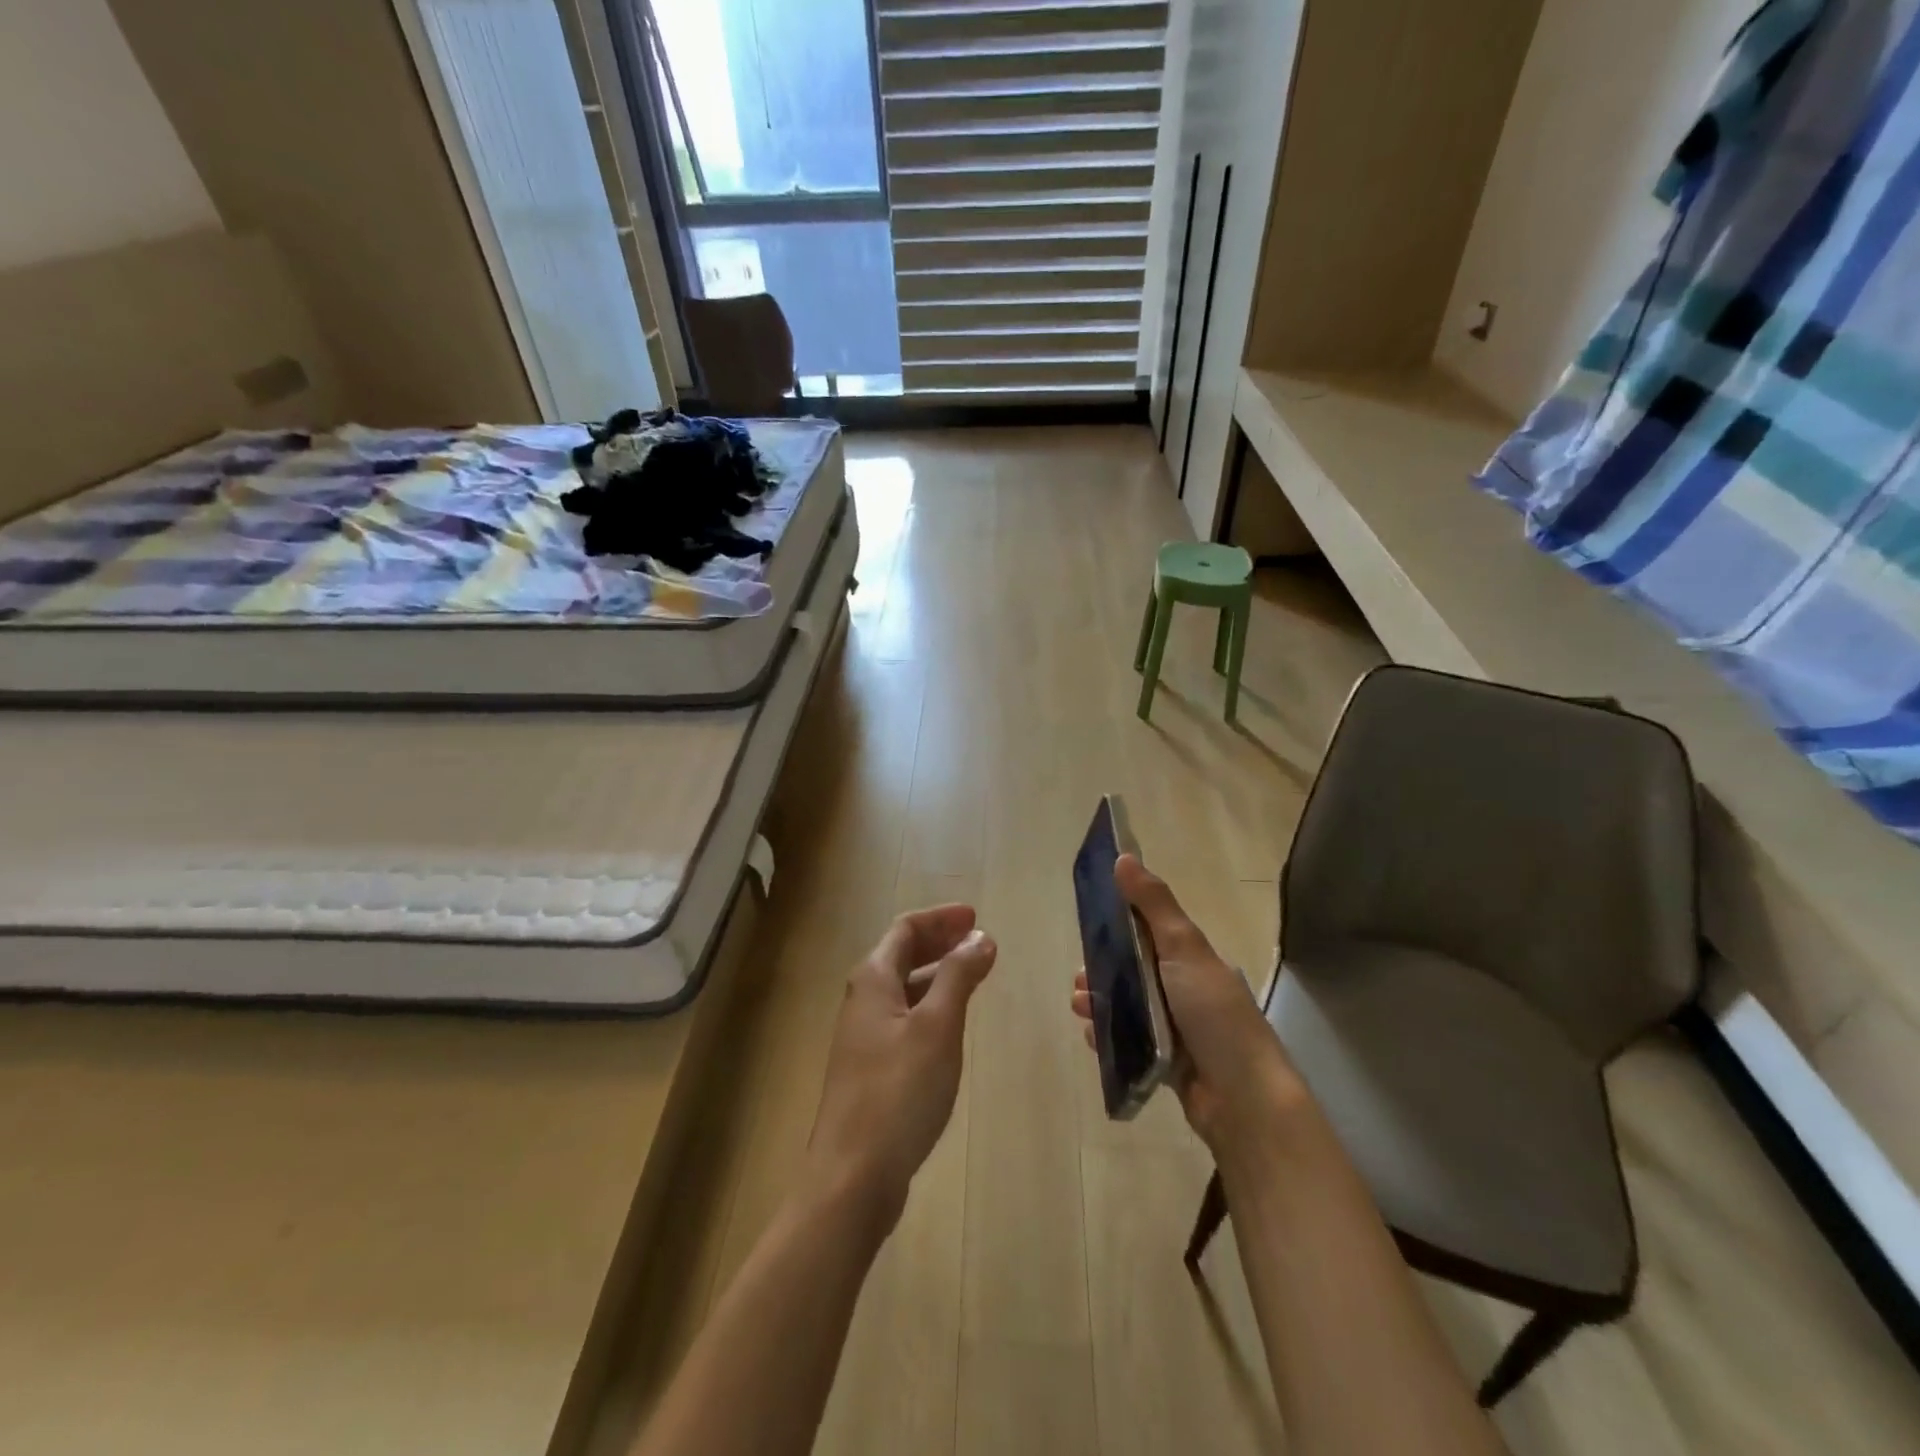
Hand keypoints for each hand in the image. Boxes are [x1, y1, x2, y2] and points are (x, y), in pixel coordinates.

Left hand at [806, 905, 996, 1229]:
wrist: (851, 1176)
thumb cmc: (898, 1091)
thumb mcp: (937, 1026)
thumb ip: (959, 977)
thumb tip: (980, 938)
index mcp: (873, 980)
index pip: (906, 929)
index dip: (940, 919)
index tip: (975, 917)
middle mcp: (863, 1001)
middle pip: (902, 955)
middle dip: (940, 942)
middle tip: (979, 940)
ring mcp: (864, 1038)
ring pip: (904, 989)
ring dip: (937, 975)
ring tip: (973, 976)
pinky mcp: (871, 1071)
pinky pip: (904, 1019)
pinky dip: (930, 1007)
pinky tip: (950, 1026)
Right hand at [1071, 856, 1305, 1157]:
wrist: (1242, 1098)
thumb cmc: (1213, 1013)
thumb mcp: (1183, 948)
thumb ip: (1153, 904)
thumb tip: (1124, 856)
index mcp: (1192, 960)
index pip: (1149, 932)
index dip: (1118, 925)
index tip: (1089, 924)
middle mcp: (1185, 990)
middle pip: (1134, 971)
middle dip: (1102, 969)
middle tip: (1078, 978)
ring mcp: (1176, 1029)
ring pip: (1128, 1006)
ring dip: (1100, 1001)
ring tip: (1079, 1006)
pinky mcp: (1166, 1062)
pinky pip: (1129, 1042)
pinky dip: (1108, 1037)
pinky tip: (1092, 1036)